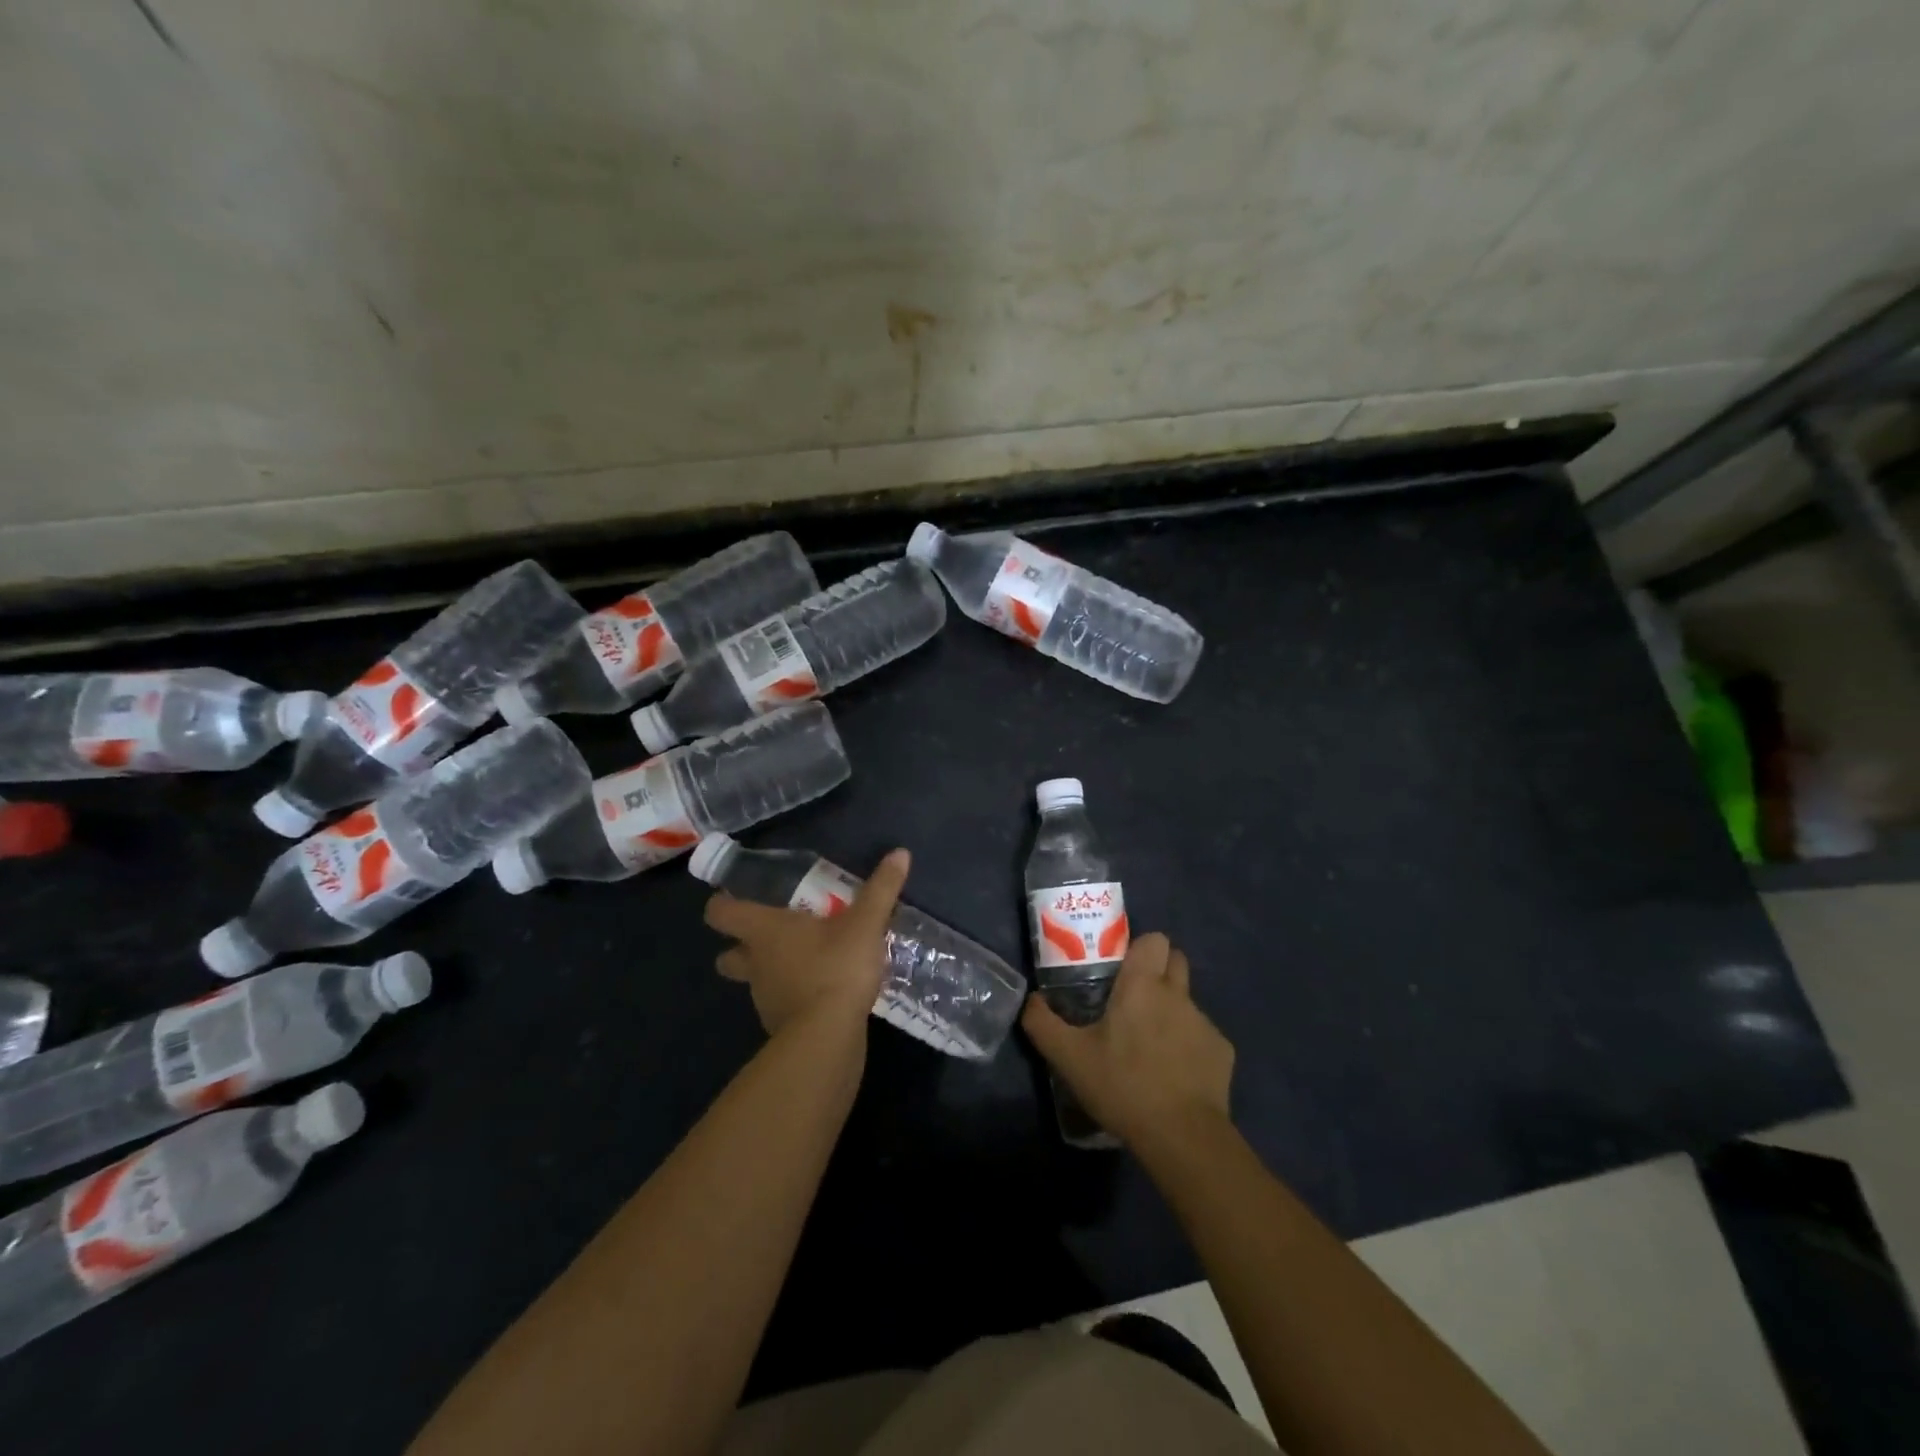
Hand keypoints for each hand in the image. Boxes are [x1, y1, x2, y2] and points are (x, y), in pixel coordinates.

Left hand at [704, 850, 909, 1036]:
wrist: (829, 1038)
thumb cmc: (836, 968)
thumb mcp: (865, 924)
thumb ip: (881, 889)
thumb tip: (900, 853)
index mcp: (764, 932)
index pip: (720, 915)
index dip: (722, 905)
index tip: (736, 898)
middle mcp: (756, 964)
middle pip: (728, 955)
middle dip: (741, 947)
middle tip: (772, 934)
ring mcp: (765, 998)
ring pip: (756, 981)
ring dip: (773, 972)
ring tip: (806, 962)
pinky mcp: (781, 1027)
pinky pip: (781, 1005)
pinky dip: (794, 998)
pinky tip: (821, 993)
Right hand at [1023, 933, 1233, 1149]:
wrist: (1183, 1136)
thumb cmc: (1123, 1085)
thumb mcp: (1069, 1057)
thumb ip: (1043, 1023)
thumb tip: (1032, 1000)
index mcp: (1142, 985)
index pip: (1154, 939)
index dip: (1139, 948)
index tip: (1121, 969)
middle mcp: (1177, 994)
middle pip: (1176, 960)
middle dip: (1159, 970)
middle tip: (1134, 998)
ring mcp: (1204, 1022)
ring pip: (1187, 1001)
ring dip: (1171, 1011)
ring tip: (1151, 1046)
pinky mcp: (1223, 1052)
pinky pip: (1202, 1036)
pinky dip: (1189, 1046)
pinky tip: (1174, 1074)